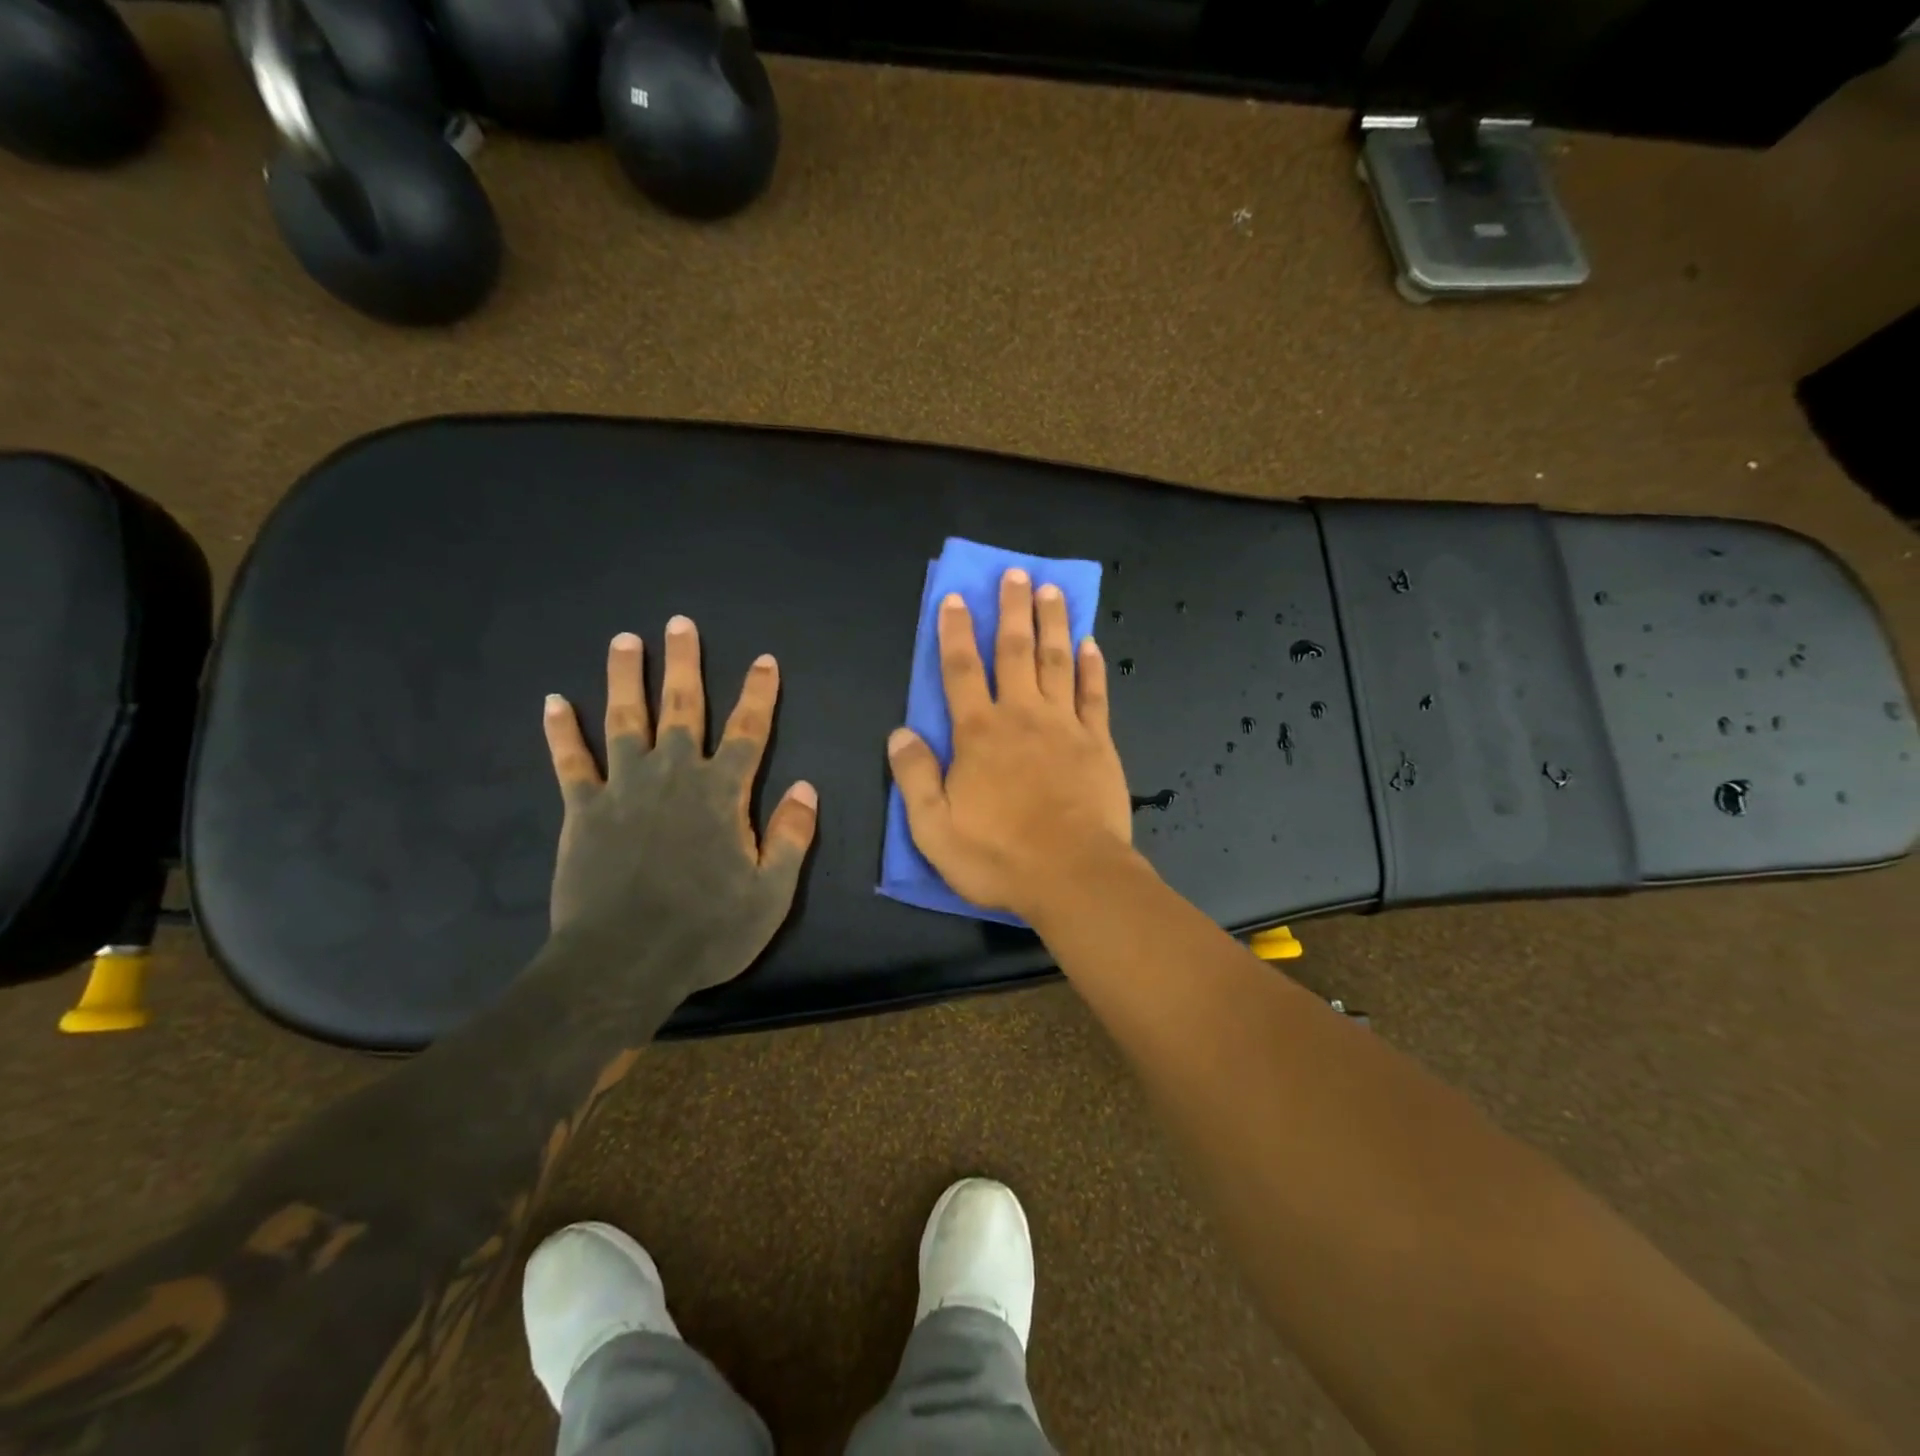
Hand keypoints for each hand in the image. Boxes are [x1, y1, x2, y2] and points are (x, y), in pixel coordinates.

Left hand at [542, 616, 817, 1001]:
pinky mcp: (583, 810)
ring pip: (624, 720)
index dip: (758, 694)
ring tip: (624, 641)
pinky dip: (561, 732)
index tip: (764, 660)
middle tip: (679, 623)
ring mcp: (623, 789)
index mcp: (721, 793)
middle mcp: (673, 776)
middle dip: (683, 664)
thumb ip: (791, 836)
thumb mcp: (770, 893)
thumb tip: (806, 788)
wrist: (623, 963)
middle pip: (681, 708)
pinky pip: (571, 762)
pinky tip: (553, 701)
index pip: (747, 731)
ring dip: (624, 678)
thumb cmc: (706, 930)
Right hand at [888, 568, 1134, 921]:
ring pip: (1057, 662)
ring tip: (1052, 591)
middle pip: (1014, 651)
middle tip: (1016, 573)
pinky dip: (1092, 667)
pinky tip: (1090, 643)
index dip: (955, 631)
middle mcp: (1021, 716)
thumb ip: (915, 777)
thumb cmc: (999, 856)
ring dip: (1053, 623)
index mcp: (978, 734)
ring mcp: (1064, 726)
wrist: (1073, 876)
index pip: (960, 670)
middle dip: (1012, 610)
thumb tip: (900, 732)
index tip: (955, 597)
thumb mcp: (934, 828)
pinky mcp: (1098, 743)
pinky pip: (1094, 695)